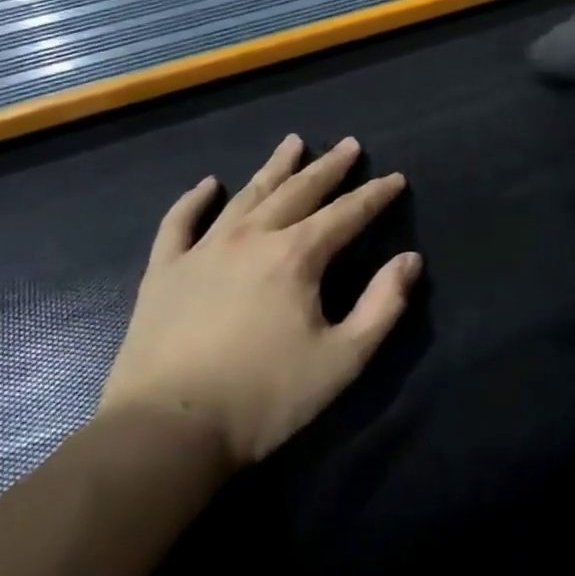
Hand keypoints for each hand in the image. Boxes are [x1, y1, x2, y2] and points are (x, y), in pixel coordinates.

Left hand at [99, 135, 420, 470]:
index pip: (347, 213)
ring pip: (246, 196)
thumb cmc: (264, 398)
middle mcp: (252, 238)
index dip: (375, 195)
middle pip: (299, 191)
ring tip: (293, 142)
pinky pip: (178, 224)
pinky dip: (193, 200)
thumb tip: (410, 260)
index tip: (395, 178)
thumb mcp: (342, 359)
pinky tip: (207, 184)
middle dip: (329, 167)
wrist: (165, 433)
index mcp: (297, 256)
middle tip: (349, 145)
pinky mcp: (163, 273)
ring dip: (274, 168)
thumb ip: (383, 305)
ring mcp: (203, 251)